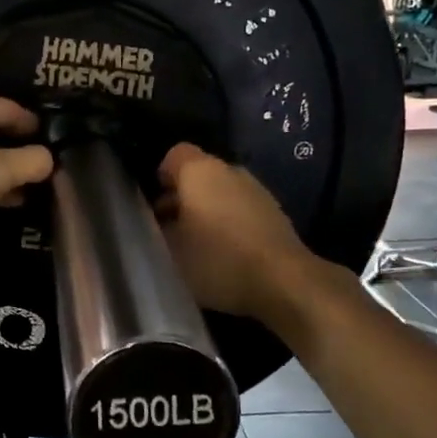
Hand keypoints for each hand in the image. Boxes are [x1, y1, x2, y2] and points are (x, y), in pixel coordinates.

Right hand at [156, 143, 314, 324]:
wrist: (284, 282)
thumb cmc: (217, 259)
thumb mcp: (170, 250)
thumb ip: (156, 229)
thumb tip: (157, 222)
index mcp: (200, 170)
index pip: (173, 155)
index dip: (159, 178)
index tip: (153, 208)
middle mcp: (230, 170)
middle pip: (198, 175)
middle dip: (182, 198)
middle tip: (170, 231)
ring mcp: (256, 190)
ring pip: (221, 193)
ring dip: (207, 212)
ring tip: (197, 246)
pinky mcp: (274, 213)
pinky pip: (241, 210)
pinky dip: (229, 224)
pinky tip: (225, 254)